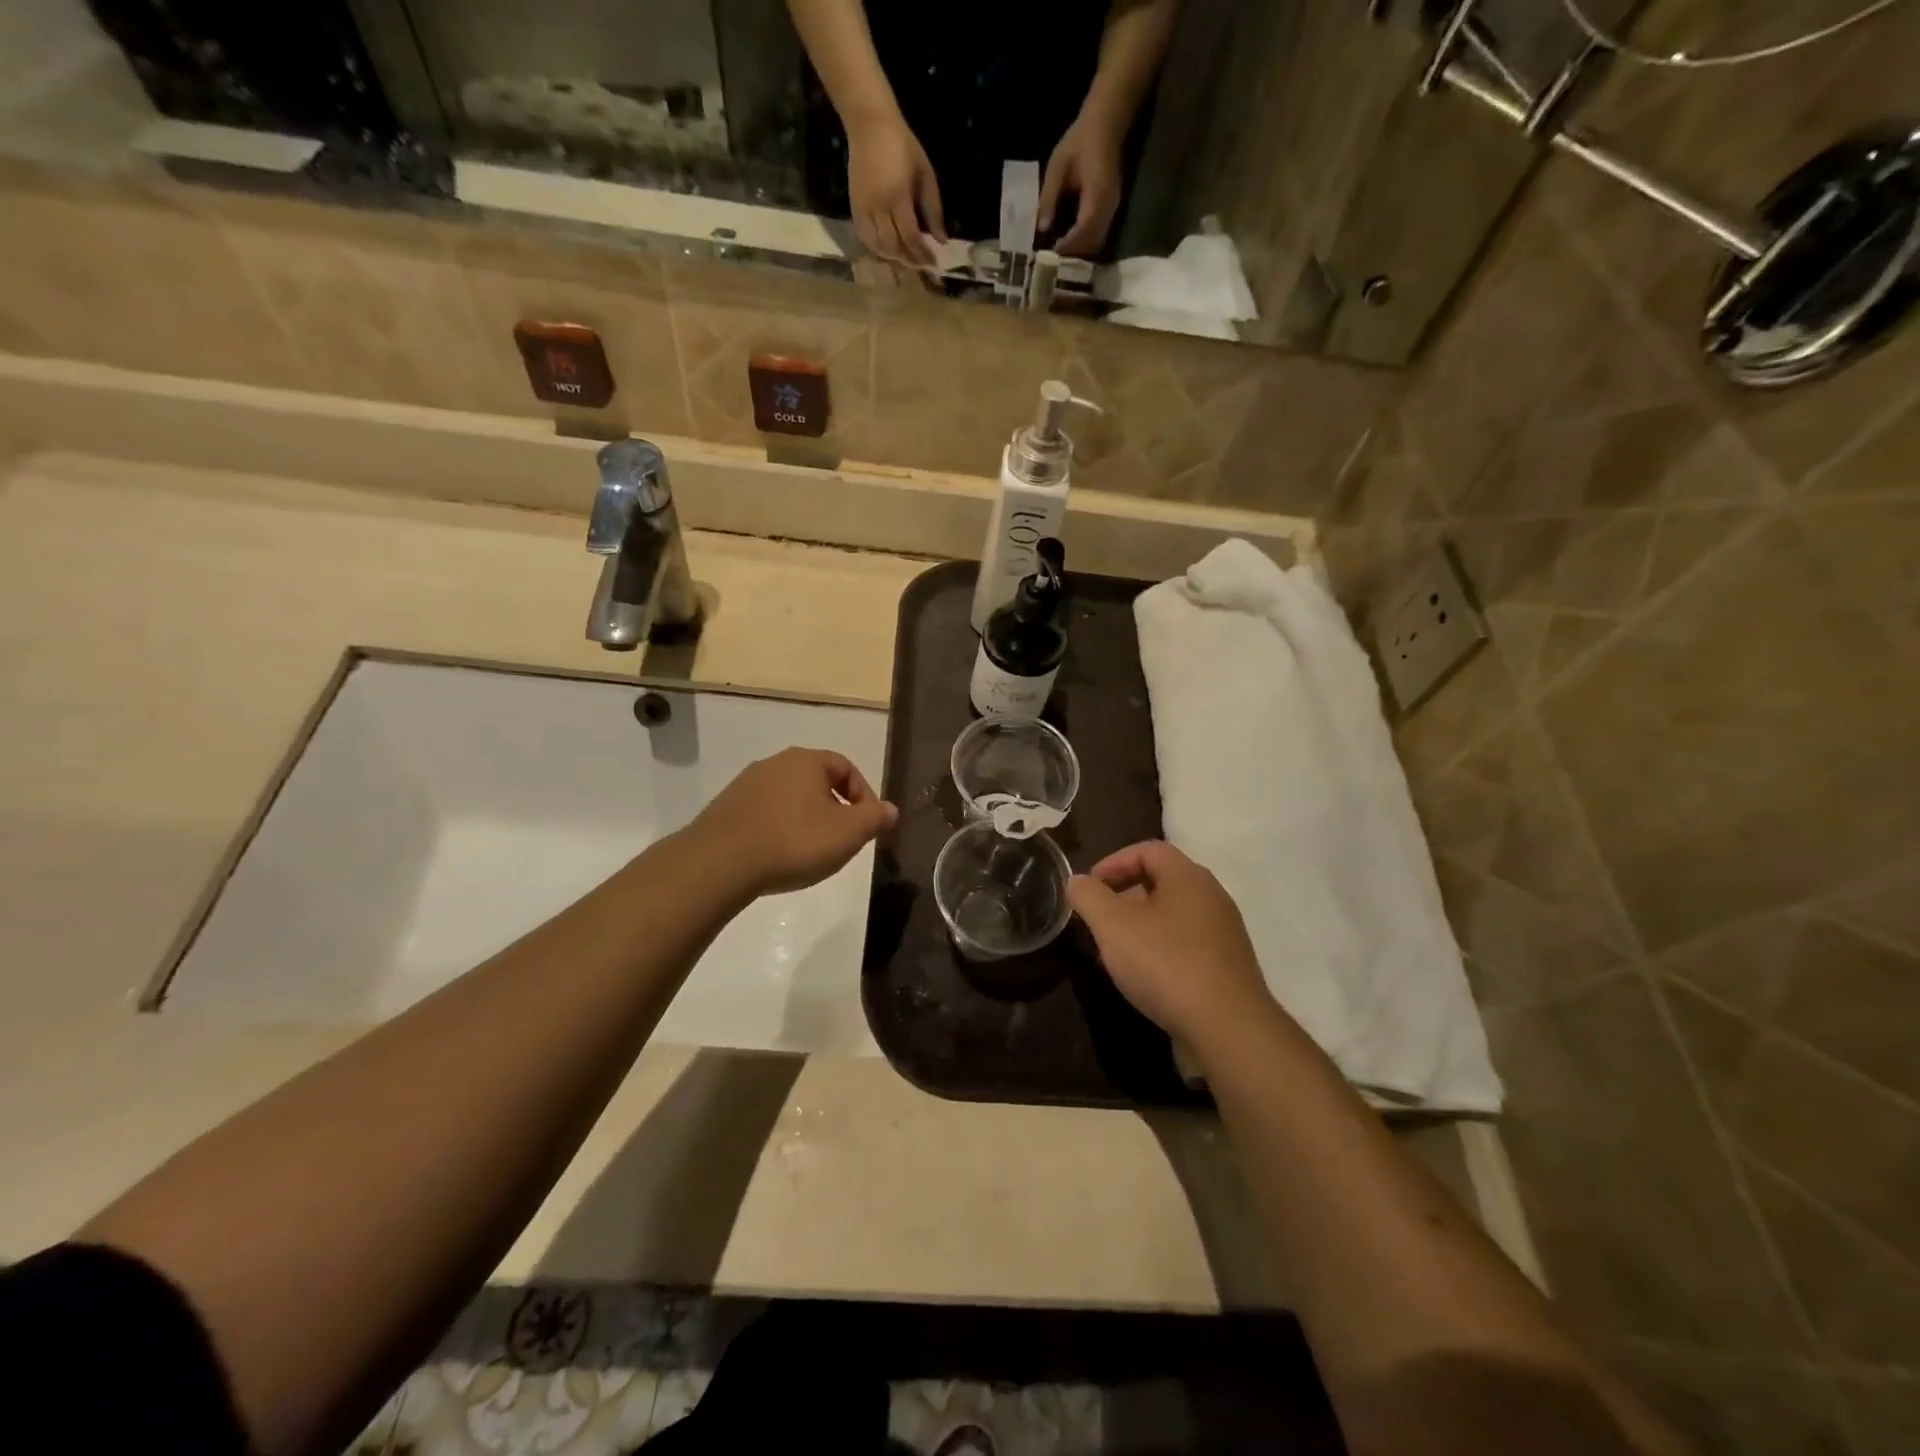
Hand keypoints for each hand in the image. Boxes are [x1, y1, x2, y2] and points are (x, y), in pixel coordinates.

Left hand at [691, 747, 896, 897]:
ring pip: (790, 797)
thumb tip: (891, 810)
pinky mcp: (726, 808)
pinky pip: (765, 813)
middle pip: (817, 781)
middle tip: (842, 839)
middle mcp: (776, 763)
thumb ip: (875, 818)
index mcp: (807, 760)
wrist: (720, 862)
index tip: (869, 825)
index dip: (864, 796)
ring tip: (810, 851)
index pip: (847, 768)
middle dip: (835, 808)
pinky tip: (779, 855)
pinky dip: (779, 829)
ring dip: (806, 819)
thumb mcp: (848, 833)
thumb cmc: (794, 841)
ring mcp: (747, 784)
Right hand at [846, 113, 945, 267]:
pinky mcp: (854, 207)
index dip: (922, 253)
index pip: (911, 236)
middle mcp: (879, 206)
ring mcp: (864, 208)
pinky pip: (864, 237)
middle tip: (921, 264)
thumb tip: (942, 240)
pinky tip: (887, 251)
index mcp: (898, 196)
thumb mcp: (925, 173)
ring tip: (906, 259)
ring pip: (878, 246)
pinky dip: (876, 249)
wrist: (870, 124)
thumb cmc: (903, 145)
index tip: (933, 262)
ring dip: (893, 258)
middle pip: (894, 246)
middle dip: (909, 260)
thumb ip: (933, 209)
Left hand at [1038, 110, 1123, 255]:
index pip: (1083, 230)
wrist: (1106, 124)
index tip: (1048, 258)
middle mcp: (1108, 208)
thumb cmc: (1080, 140)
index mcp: (1097, 194)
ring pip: (1096, 245)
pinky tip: (1067, 247)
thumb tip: (1041, 229)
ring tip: (1057, 260)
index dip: (1066, 247)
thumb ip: (1049, 197)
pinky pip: (1098, 238)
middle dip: (1071, 258)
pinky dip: (1083, 247)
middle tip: (1050, 265)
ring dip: (1078, 256)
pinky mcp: (1110, 213)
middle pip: (1091, 245)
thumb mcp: (1058, 166)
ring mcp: (1112, 211)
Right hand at [1067, 841, 1275, 1045]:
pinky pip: (1186, 942)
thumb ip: (1089, 896)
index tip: (1089, 889)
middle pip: (1161, 880)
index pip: (1147, 850)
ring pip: (1173, 914)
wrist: (1228, 1029)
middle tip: (1098, 920)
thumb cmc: (1166, 964)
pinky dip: (1160, 948)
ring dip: (1140, 924)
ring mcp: (1224, 932)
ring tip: (1116, 950)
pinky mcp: (1227, 965)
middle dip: (1123, 895)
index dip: (1112, 863)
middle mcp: (1212, 896)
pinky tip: (1145, 976)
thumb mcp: (1113, 926)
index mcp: (1188, 876)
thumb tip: (1077, 881)